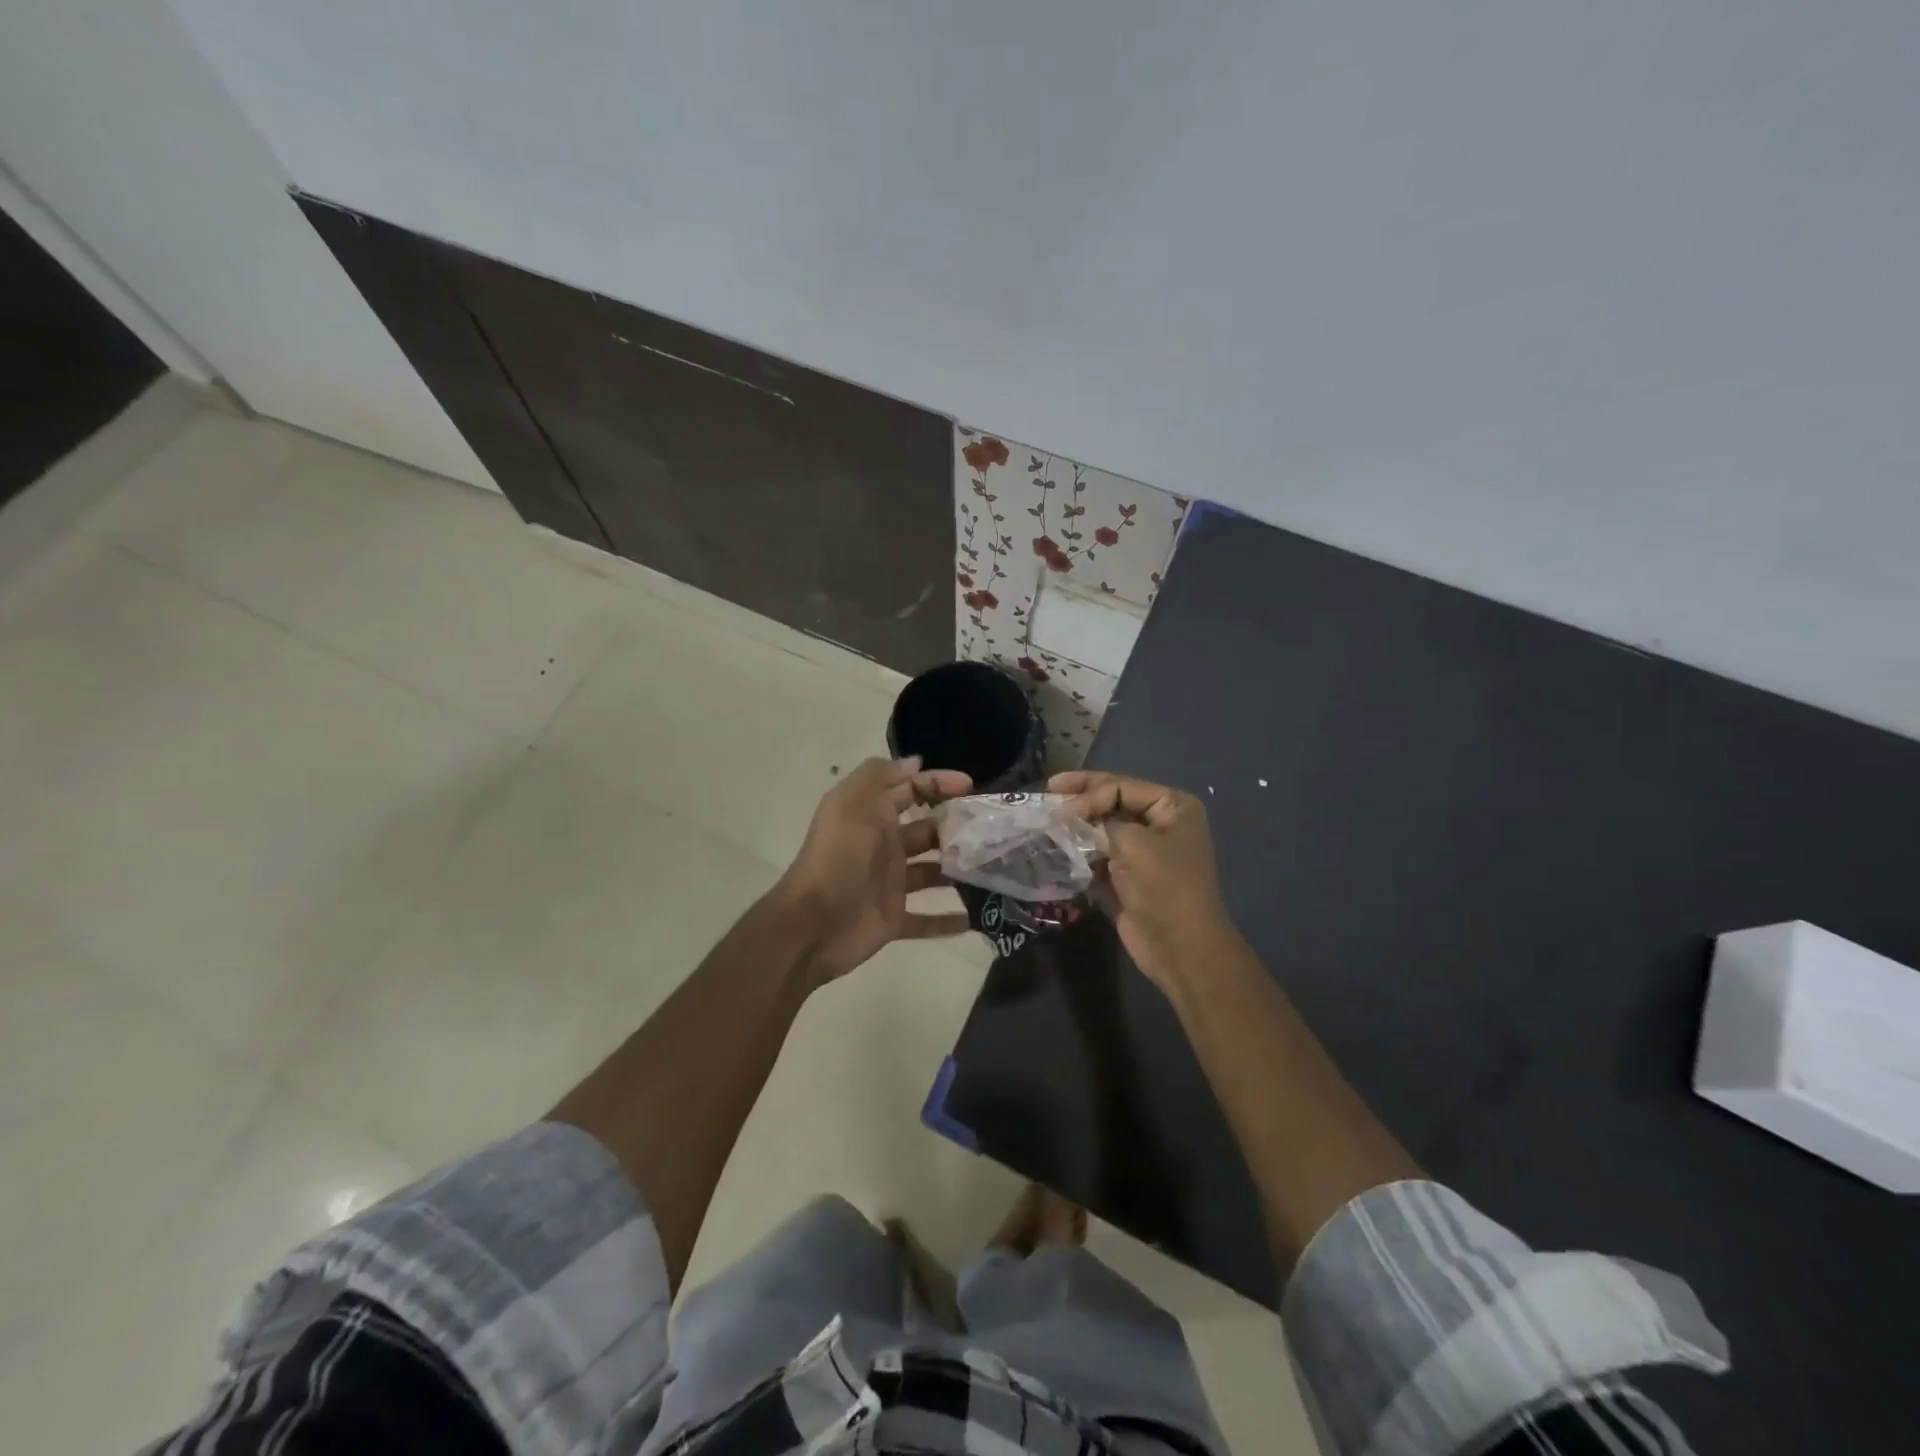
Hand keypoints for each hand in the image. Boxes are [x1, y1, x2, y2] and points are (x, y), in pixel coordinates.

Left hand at [777, 757, 972, 981]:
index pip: (911, 790)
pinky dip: (948, 920)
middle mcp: (883, 846)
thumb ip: (880, 776)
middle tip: (991, 829)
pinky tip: (975, 917)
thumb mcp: (852, 802)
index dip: (938, 783)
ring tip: (993, 867)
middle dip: (956, 827)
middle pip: (927, 831)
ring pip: (932, 873)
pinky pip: (926, 920)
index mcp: (873, 815)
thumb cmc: (838, 857)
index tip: (972, 786)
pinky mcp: (893, 919)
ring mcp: (889, 884)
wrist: (812, 924)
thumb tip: (915, 763)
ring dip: (958, 870)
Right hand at [1051, 771, 1237, 991]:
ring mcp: (1143, 851)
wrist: (1180, 947)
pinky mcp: (1127, 876)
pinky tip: (1057, 846)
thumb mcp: (1132, 843)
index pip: (1122, 786)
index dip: (1089, 792)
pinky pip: (1099, 854)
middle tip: (1048, 791)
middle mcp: (1160, 824)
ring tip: (1047, 820)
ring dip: (1076, 825)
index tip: (1061, 809)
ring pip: (1102, 828)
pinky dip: (1079, 849)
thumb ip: (1097, 823)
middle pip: (1112, 802)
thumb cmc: (1164, 886)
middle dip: (1080, 799)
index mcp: (1173, 807)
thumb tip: (1067, 818)